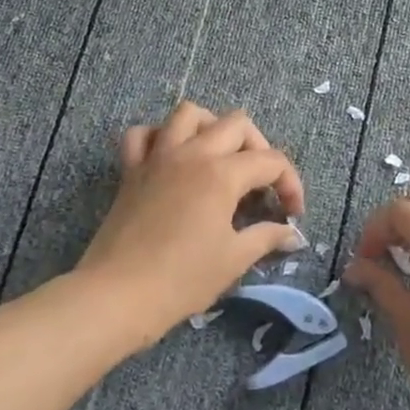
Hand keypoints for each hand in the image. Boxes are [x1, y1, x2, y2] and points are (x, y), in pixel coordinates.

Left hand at [76, 101, 304, 345]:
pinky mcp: (131, 169)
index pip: (271, 161)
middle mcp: (193, 153)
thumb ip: (266, 238)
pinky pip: (143, 134)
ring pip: (189, 113)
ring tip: (219, 156)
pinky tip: (170, 158)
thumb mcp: (233, 260)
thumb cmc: (181, 280)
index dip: (290, 184)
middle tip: (260, 183)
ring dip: (210, 127)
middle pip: (236, 124)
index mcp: (222, 173)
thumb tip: (291, 234)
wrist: (117, 295)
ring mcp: (159, 156)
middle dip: (258, 148)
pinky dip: (159, 137)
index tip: (292, 213)